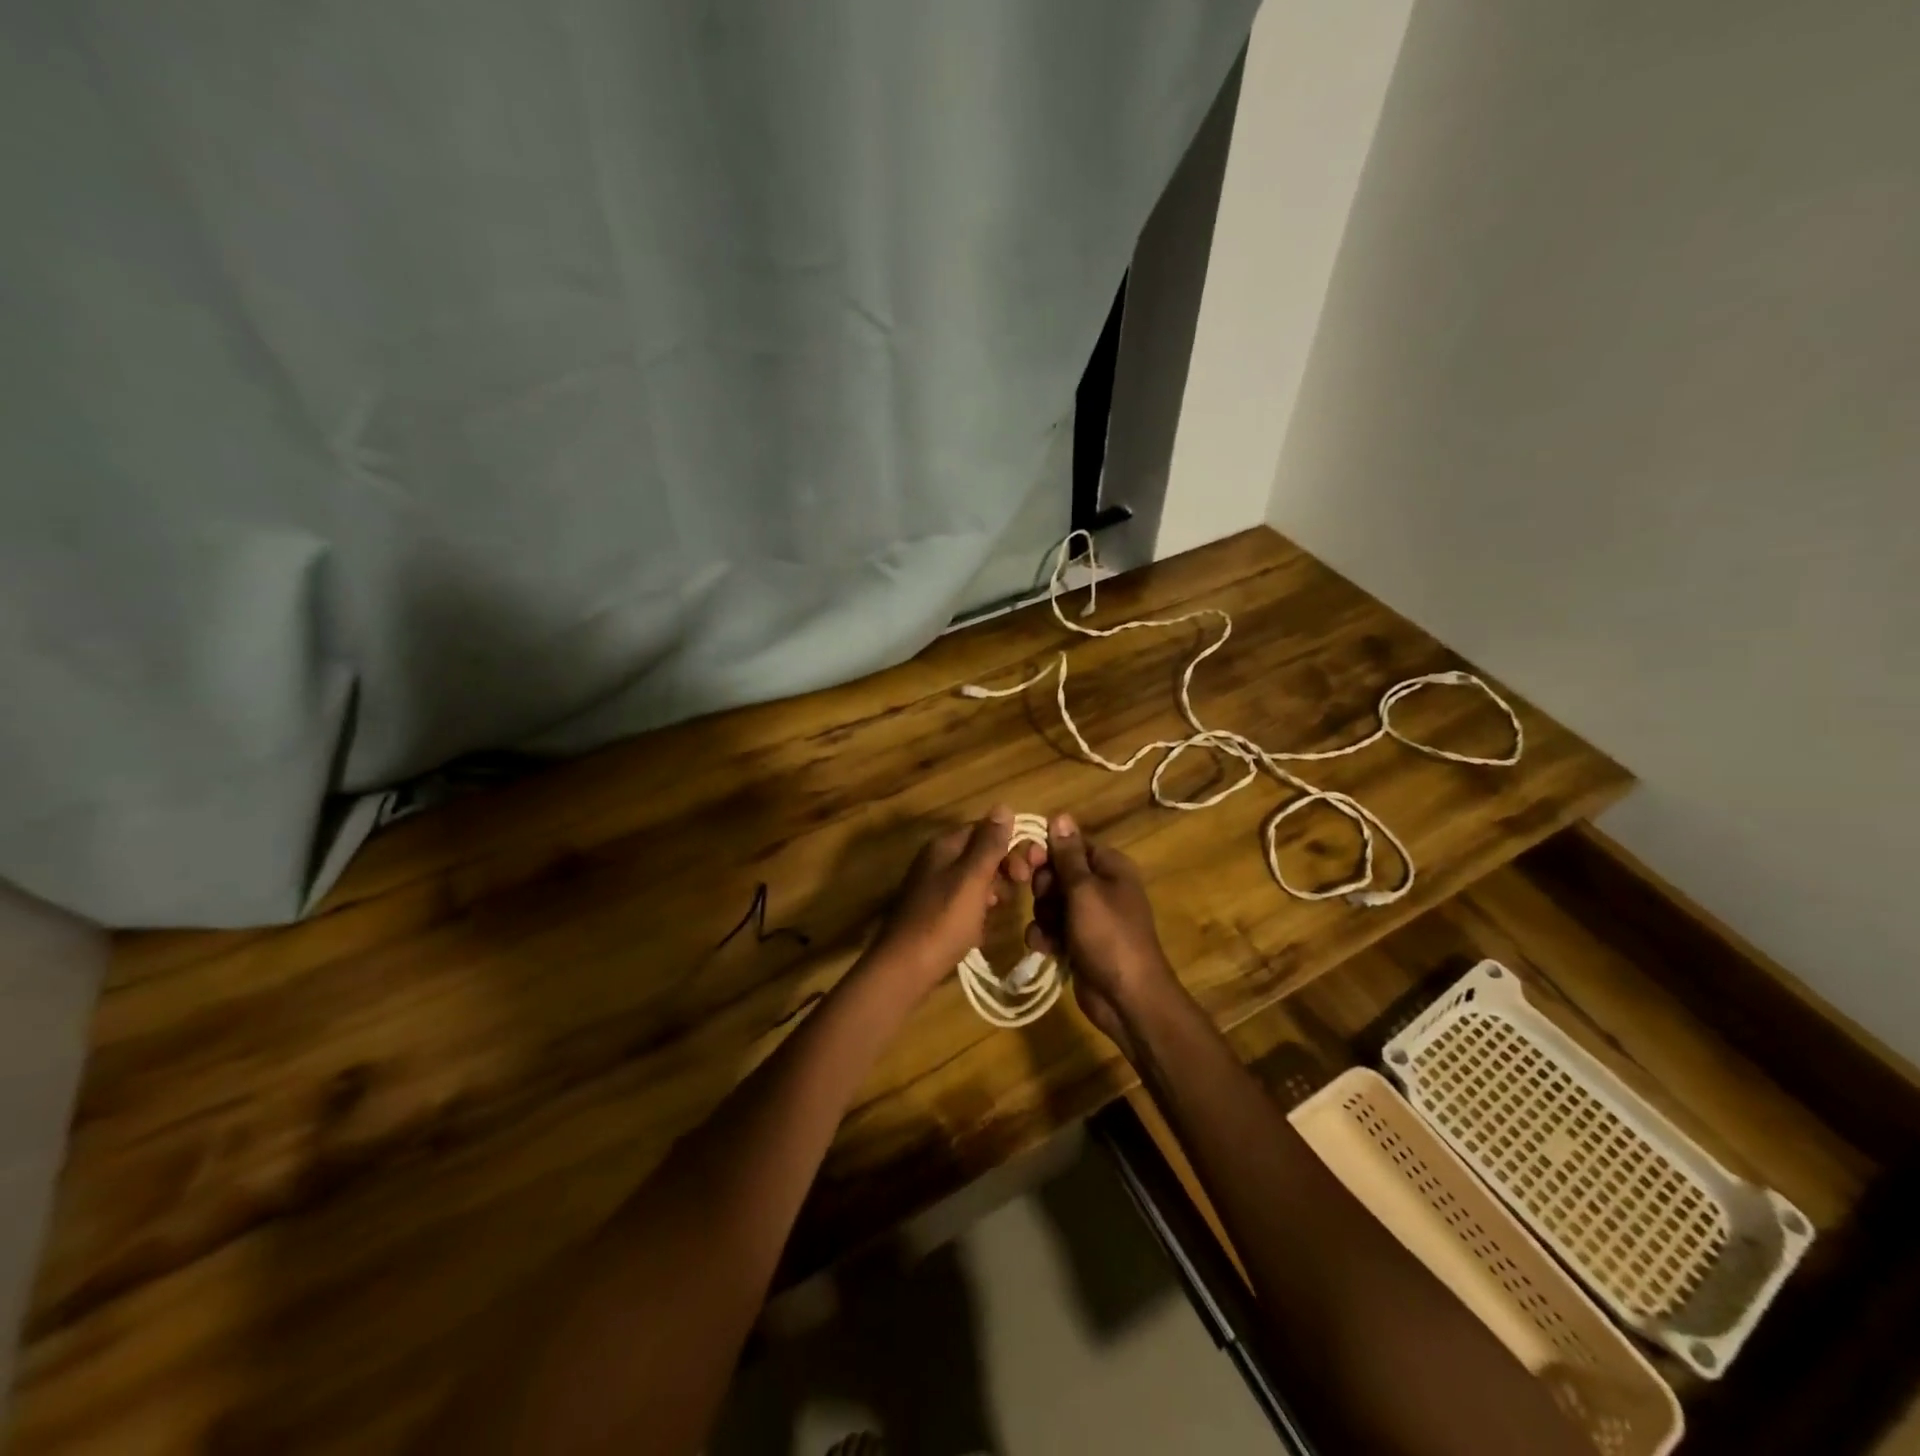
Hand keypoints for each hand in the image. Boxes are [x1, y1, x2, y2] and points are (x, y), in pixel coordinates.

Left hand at [865, 807, 1022, 998]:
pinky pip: (965, 901)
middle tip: (1018, 889)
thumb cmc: (943, 920)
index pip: (985, 830)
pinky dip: (979, 910)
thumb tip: (1003, 806)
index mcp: (945, 846)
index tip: (1029, 868)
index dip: (1010, 844)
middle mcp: (937, 860)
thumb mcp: (972, 878)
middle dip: (1004, 868)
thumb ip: (989, 844)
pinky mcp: (935, 912)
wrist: (905, 968)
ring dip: (994, 890)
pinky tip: (984, 927)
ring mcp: (934, 887)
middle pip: (980, 853)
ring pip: (975, 879)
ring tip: (1001, 909)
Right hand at [1012, 814, 1180, 1057]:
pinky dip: (1046, 937)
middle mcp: (1101, 887)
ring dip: (1043, 917)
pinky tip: (1045, 949)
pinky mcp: (1080, 942)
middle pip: (1058, 874)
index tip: (1028, 863)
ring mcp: (1091, 917)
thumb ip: (1068, 855)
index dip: (1048, 853)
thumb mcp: (1085, 891)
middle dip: (1044, 890)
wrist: (1127, 998)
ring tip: (1048, 933)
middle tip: (1045, 903)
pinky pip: (1053, 929)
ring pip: (1051, 903)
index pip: (1071, 845)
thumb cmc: (1108, 937)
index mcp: (1110, 867)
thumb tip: (1060, 815)